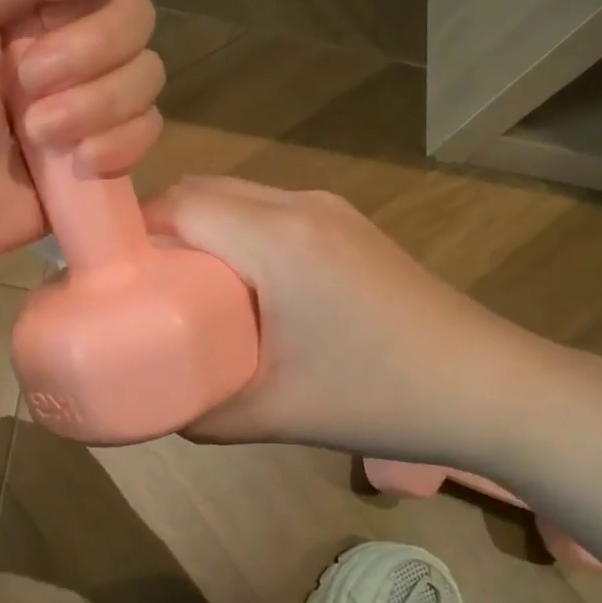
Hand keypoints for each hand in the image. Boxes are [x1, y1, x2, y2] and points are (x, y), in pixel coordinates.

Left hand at [0, 0, 165, 282]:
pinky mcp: (108, 144)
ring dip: (99, 107)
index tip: (50, 16)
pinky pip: (151, 127)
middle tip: (31, 84)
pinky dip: (122, 145)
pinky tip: (82, 165)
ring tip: (41, 135)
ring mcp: (92, 93)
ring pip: (148, 74)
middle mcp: (69, 36)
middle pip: (136, 18)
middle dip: (92, 55)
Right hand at [143, 178, 570, 467]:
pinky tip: (244, 282)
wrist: (490, 386)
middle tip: (140, 281)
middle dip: (163, 225)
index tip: (110, 271)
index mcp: (276, 239)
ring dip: (203, 225)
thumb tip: (159, 408)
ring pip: (240, 194)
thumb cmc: (378, 396)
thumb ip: (204, 412)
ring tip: (185, 282)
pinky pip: (271, 209)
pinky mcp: (349, 225)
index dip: (136, 229)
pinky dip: (238, 230)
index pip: (181, 203)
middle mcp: (300, 205)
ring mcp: (330, 210)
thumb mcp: (277, 413)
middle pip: (206, 189)